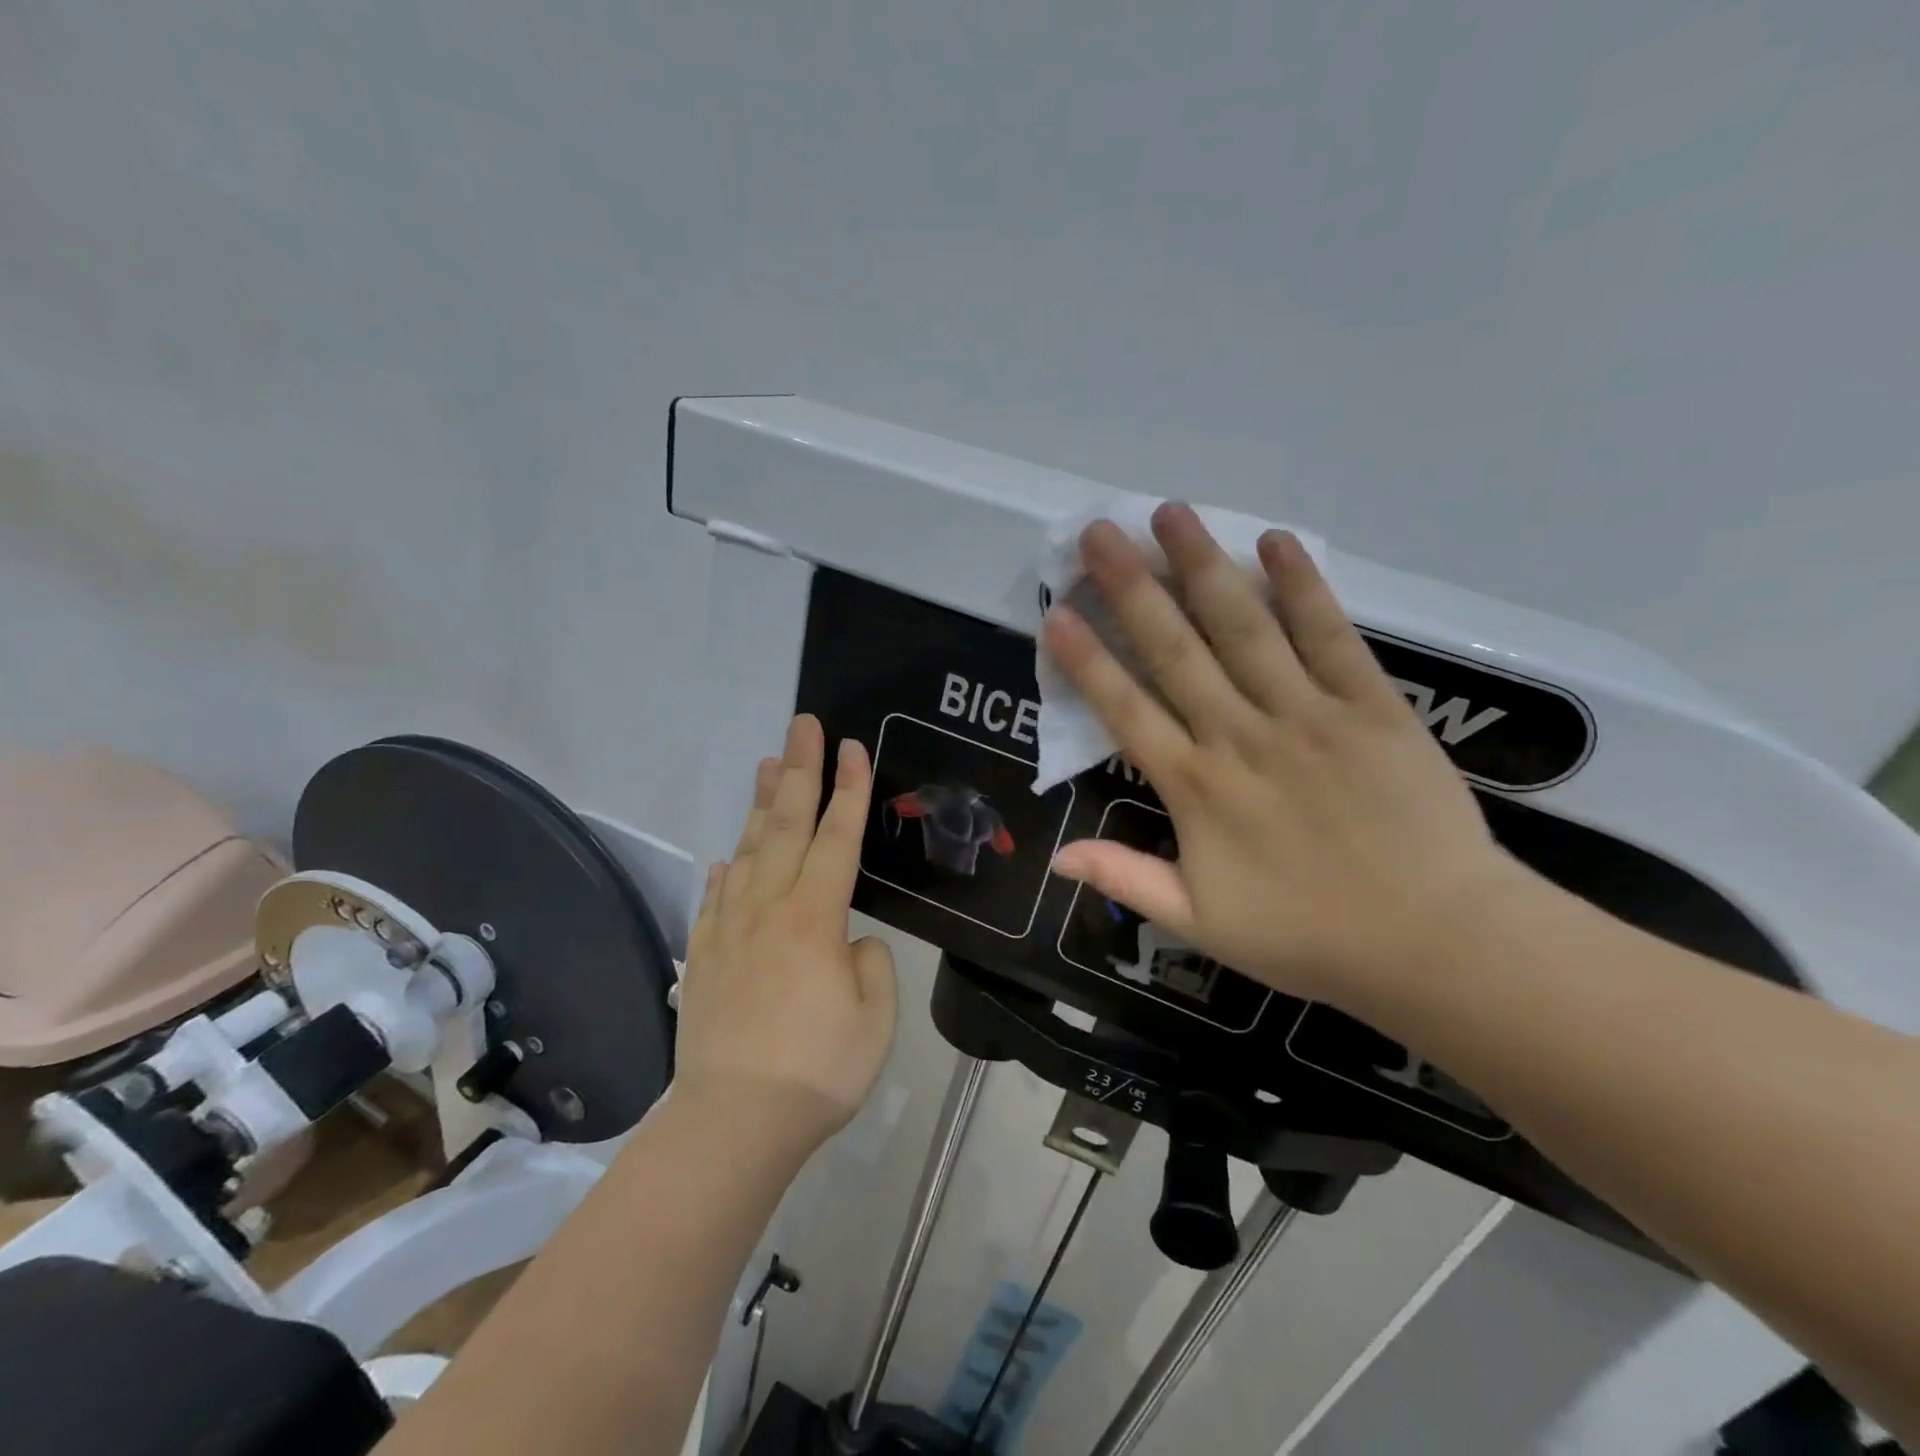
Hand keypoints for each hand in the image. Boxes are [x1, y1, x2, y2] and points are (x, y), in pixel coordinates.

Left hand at [674, 715, 897, 1153]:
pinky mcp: (703, 957)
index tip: (851, 746)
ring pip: (747, 851)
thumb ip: (870, 965)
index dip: (849, 789)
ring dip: (759, 805)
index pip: (837, 837)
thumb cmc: (817, 1071)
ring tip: (766, 766)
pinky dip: (723, 870)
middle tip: (802, 725)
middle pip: (786, 826)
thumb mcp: (875, 1019)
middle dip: (800, 771)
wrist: (732, 1123)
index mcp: (815, 918)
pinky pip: (714, 899)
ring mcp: (729, 930)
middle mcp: (769, 908)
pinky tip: (725, 857)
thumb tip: (850, 943)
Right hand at [1042, 504, 1531, 1011]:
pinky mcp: (1371, 706)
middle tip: (1099, 533)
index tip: (1056, 615)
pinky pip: (1331, 636)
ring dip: (1203, 567)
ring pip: (1245, 628)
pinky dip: (1303, 587)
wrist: (1437, 941)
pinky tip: (1276, 542)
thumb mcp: (1201, 924)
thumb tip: (1057, 855)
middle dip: (1131, 589)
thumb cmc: (1309, 935)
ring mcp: (1308, 715)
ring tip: (1169, 514)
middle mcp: (1242, 737)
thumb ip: (1127, 879)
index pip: (1127, 711)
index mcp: (1197, 790)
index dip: (1088, 662)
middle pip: (1176, 651)